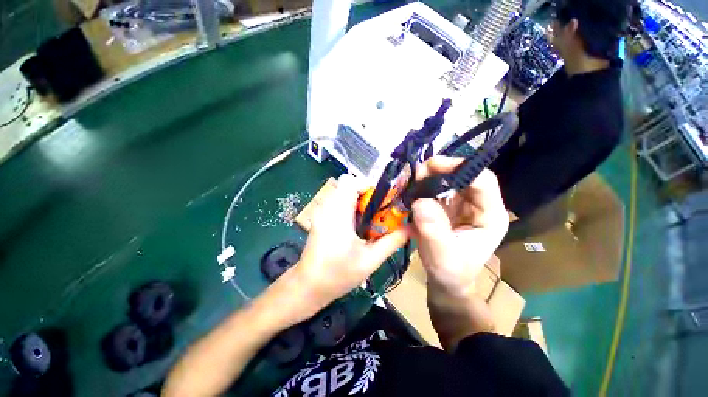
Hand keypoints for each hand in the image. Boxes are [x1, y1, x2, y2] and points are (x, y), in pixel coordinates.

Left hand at [286, 174, 409, 320]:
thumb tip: (412, 227)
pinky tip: (354, 228)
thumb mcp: (371, 260)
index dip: (368, 187)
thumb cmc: (338, 274)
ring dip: (358, 202)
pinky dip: (349, 208)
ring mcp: (321, 211)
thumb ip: (393, 241)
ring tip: (367, 222)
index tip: (381, 202)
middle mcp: (327, 206)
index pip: (351, 181)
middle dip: (366, 196)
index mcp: (338, 212)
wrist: (308, 286)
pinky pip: (337, 202)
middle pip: (348, 185)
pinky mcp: (319, 217)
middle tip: (377, 214)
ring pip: (343, 193)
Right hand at [411, 156, 508, 295]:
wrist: (445, 279)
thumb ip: (434, 231)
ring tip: (412, 182)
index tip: (432, 167)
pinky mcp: (447, 206)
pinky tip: (412, 190)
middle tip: (416, 174)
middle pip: (464, 175)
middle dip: (440, 170)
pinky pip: (436, 189)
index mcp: (490, 216)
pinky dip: (423, 186)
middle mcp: (478, 205)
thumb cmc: (450, 272)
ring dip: (429, 177)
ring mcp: (462, 204)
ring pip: (448, 179)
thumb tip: (421, 201)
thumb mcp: (443, 256)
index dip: (460, 168)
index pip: (483, 181)